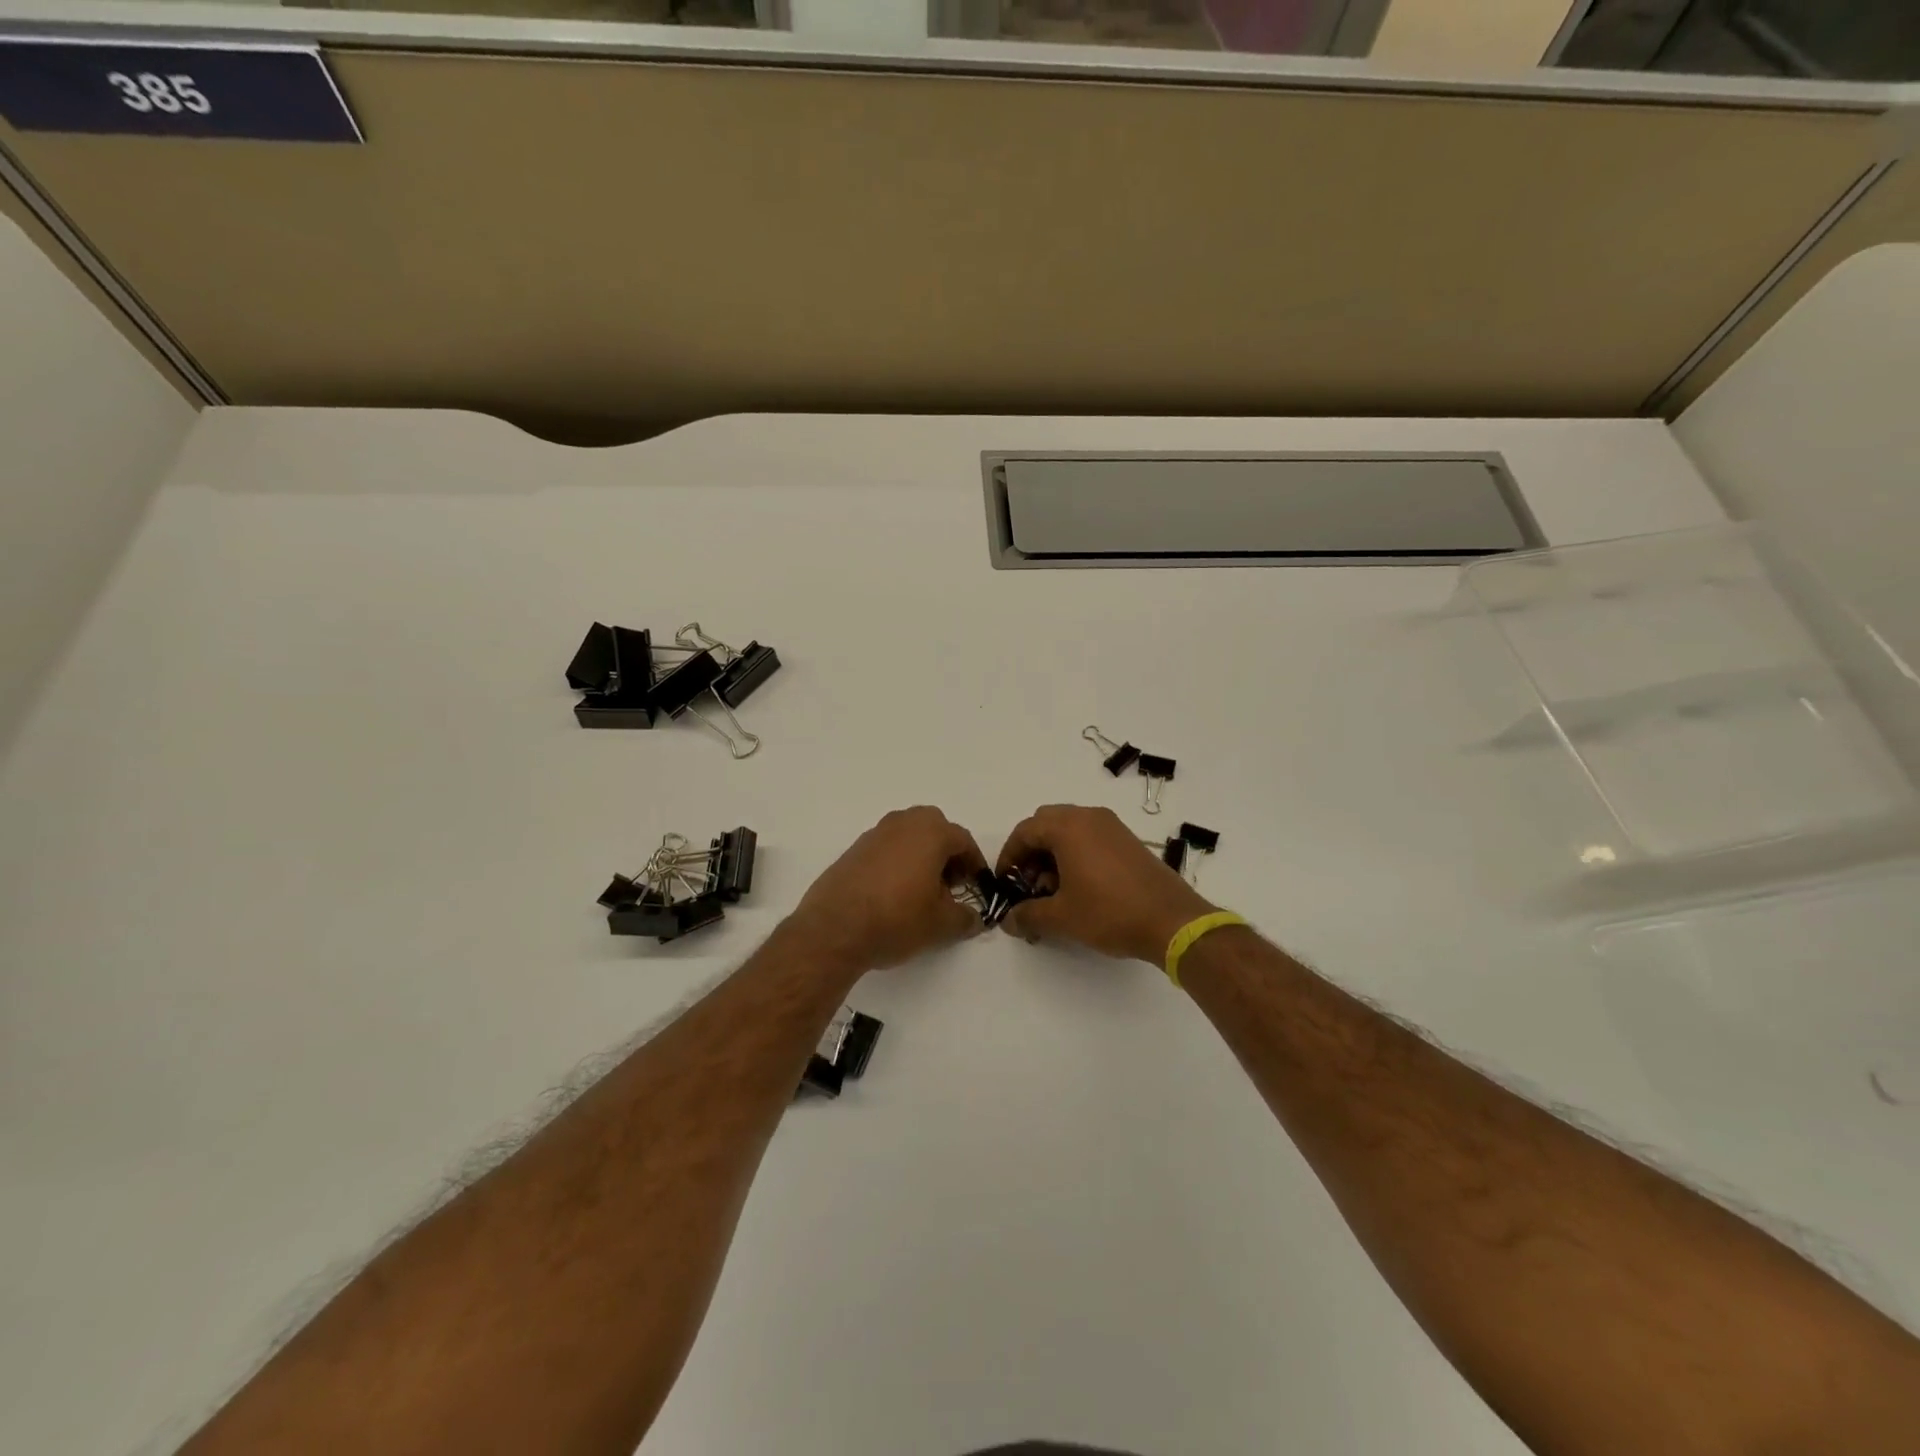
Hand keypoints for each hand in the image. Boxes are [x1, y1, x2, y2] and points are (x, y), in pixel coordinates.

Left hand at [789, 807, 988, 970]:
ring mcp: (874, 834)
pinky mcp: (853, 850)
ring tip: (922, 891)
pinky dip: (897, 862)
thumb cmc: (896, 919)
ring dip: (921, 856)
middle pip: (935, 829)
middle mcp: (903, 823)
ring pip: (909, 836)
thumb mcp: (941, 925)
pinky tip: (893, 893)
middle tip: (949, 884)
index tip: (977, 886)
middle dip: (947, 853)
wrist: (834, 929)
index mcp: (930, 832)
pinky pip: (886, 848)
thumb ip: (965, 918)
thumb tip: (974, 918)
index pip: (963, 840)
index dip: (974, 863)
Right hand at [996, 804, 1214, 963]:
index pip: (1025, 831)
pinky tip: (1079, 888)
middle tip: (1028, 884)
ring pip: (1069, 830)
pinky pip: (1090, 837)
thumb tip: (1008, 921)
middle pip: (1046, 824)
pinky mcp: (1128, 841)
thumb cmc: (1110, 912)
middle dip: (1031, 852)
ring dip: (1053, 854)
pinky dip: (1075, 854)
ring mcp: (1112, 827)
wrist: (1172, 921)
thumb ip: (1028, 915)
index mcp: (1068, 827)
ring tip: (1054, 891)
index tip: (1005, 883)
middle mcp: (1089, 817)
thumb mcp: (1061, 917)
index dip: (1009, 856)